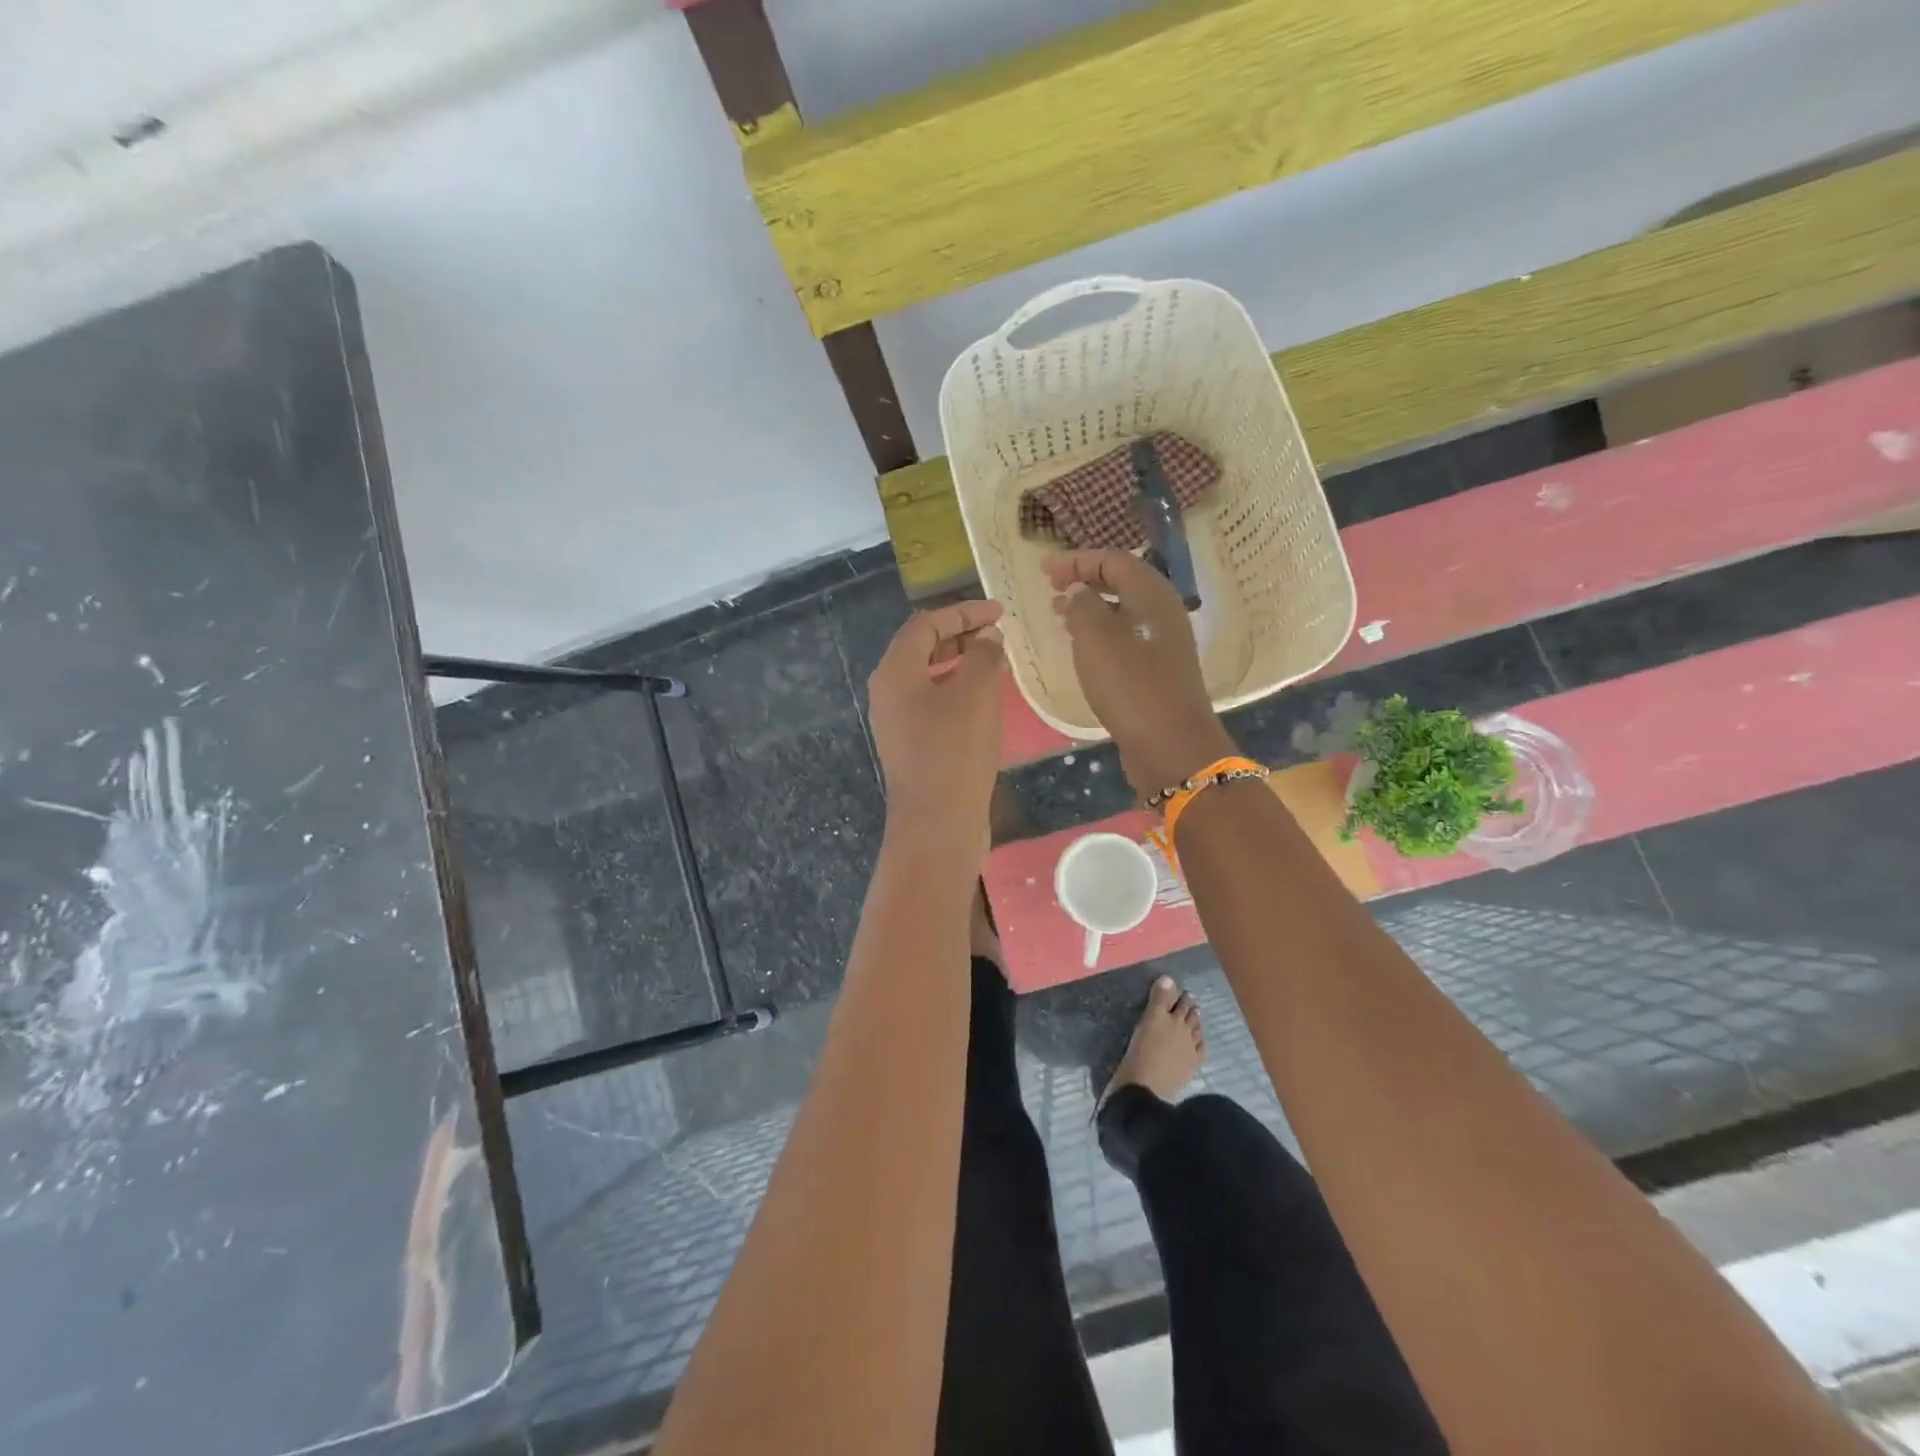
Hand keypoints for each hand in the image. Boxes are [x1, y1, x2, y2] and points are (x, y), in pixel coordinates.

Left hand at [867, 599, 1005, 861]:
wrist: (937, 825)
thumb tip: (988, 637)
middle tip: (998, 634)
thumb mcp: (975, 694)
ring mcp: (898, 723)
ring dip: (961, 663)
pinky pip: (933, 704)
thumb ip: (983, 656)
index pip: (925, 624)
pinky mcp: (912, 747)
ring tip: (996, 662)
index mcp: (895, 673)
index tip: (1000, 613)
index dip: (963, 612)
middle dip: (960, 635)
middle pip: (922, 648)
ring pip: (928, 678)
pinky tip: (985, 701)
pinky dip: (958, 691)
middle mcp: (888, 693)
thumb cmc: (955, 751)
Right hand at [1044, 550, 1235, 795]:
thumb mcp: (1097, 639)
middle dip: (1084, 580)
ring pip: (1122, 612)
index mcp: (1152, 596)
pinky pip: (1124, 638)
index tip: (1045, 570)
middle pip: (1121, 583)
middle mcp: (1162, 613)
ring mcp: (1162, 644)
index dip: (1077, 560)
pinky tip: (1080, 649)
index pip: (1114, 560)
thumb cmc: (1131, 686)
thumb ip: (1082, 605)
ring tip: (1058, 615)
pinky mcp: (1156, 672)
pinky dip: (1099, 634)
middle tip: (1050, 588)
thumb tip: (1077, 592)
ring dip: (1089, 608)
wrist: (1170, 746)